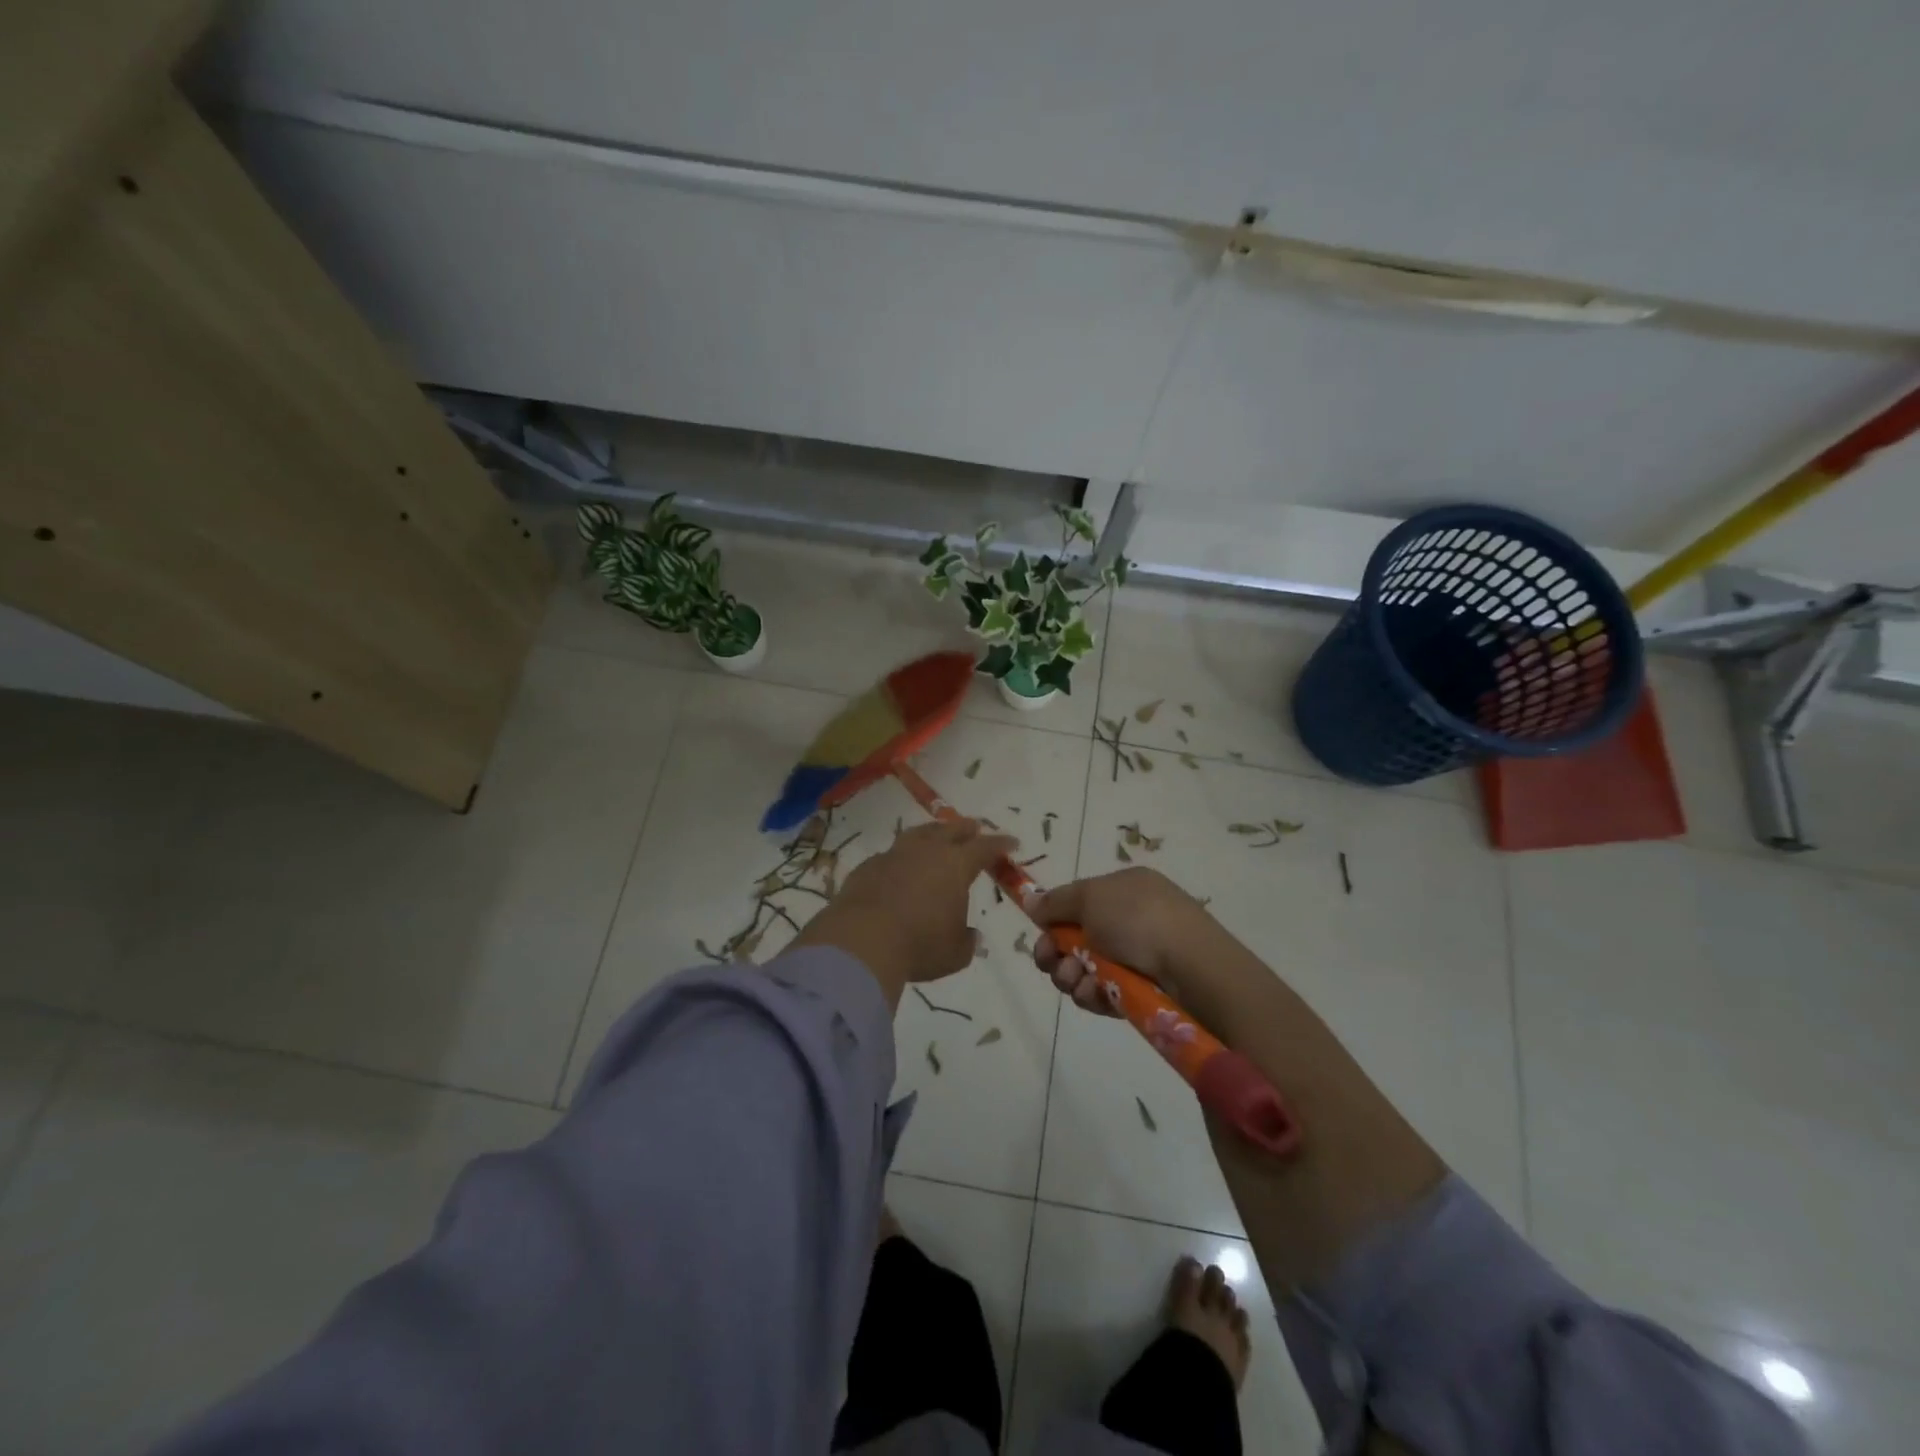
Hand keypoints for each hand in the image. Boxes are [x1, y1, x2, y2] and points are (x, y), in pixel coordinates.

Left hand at [791, 819, 1016, 1004]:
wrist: (860, 940)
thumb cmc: (919, 945)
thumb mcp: (955, 953)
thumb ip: (966, 941)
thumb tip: (970, 935)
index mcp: (955, 865)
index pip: (985, 848)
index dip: (1000, 844)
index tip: (1011, 842)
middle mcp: (926, 851)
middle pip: (951, 831)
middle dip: (966, 829)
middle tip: (974, 828)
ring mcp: (894, 855)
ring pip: (918, 834)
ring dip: (932, 833)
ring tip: (936, 835)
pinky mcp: (868, 866)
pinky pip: (891, 854)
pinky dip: (902, 857)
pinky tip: (900, 866)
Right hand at [1028, 867, 1217, 1014]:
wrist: (1192, 967)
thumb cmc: (1137, 919)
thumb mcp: (1089, 898)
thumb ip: (1055, 901)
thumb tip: (1031, 900)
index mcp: (1125, 888)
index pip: (1080, 902)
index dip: (1056, 919)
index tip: (1040, 933)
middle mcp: (1133, 919)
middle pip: (1078, 938)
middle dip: (1057, 952)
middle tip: (1049, 961)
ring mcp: (1141, 956)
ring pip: (1088, 968)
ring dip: (1071, 975)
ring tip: (1075, 979)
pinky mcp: (1144, 991)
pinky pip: (1106, 992)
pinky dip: (1093, 994)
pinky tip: (1093, 995)